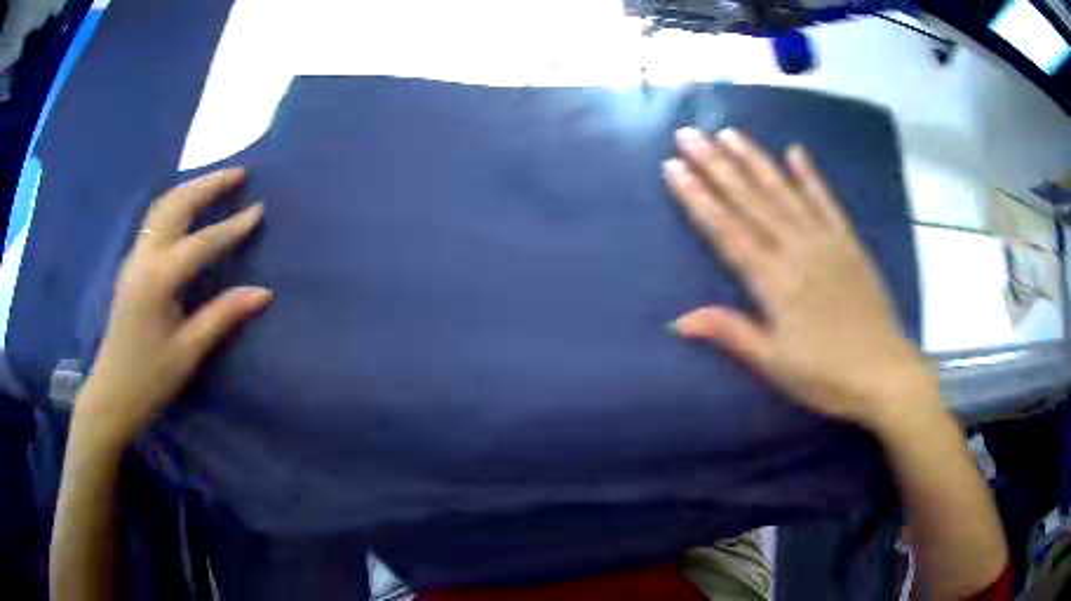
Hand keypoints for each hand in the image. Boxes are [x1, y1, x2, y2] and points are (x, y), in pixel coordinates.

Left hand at [75, 168, 271, 446]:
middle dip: (208, 185)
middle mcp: (144, 258)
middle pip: (176, 206)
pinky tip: (186, 208)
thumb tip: (263, 293)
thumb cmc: (150, 378)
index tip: (259, 210)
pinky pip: (154, 220)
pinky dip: (175, 203)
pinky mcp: (131, 265)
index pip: (202, 243)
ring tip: (215, 181)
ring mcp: (134, 258)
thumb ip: (222, 316)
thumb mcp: (188, 351)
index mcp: (159, 280)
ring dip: (190, 188)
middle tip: (238, 172)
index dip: (232, 227)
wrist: (112, 392)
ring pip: (162, 207)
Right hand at [664, 127, 935, 432]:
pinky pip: (827, 202)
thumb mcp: (773, 363)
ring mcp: (825, 241)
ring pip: (784, 192)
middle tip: (689, 134)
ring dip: (755, 160)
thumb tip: (679, 319)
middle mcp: (796, 250)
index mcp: (773, 281)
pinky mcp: (849, 243)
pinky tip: (796, 152)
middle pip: (750, 200)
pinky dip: (811, 177)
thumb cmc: (825, 375)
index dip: (698, 197)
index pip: (727, 229)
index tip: (673, 167)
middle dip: (716, 165)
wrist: (883, 373)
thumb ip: (730, 333)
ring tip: (728, 133)